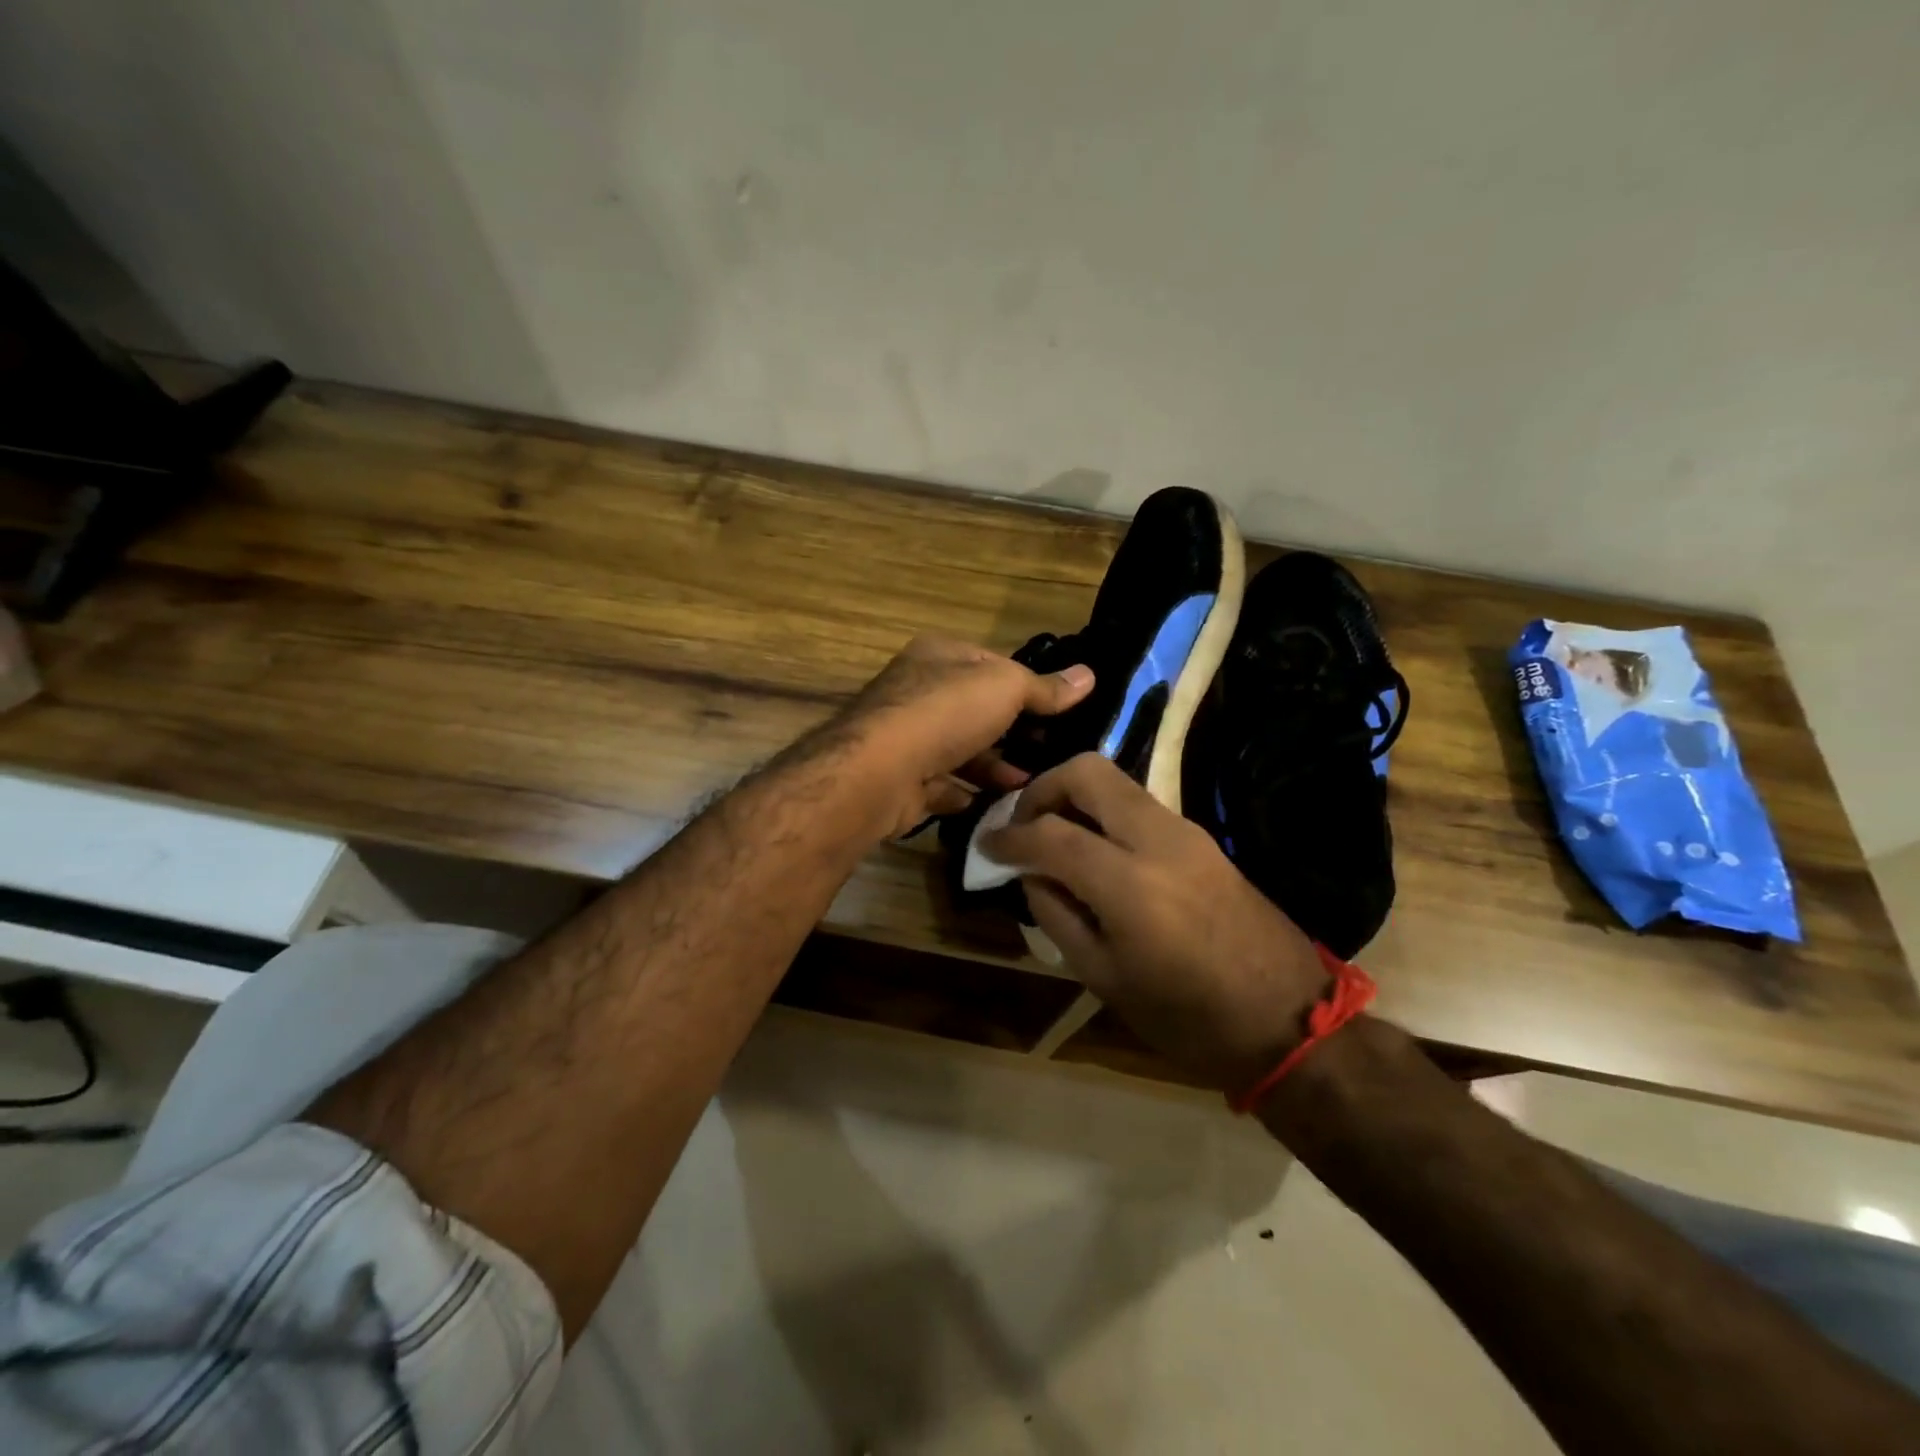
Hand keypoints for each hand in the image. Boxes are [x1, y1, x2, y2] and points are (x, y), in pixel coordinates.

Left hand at [837, 635, 1094, 837]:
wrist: (880, 771)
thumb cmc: (945, 712)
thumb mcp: (1005, 687)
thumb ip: (1044, 687)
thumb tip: (1089, 676)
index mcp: (938, 656)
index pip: (991, 664)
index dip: (1026, 685)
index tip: (1061, 712)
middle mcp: (918, 692)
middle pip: (977, 711)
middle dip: (1014, 733)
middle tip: (1054, 754)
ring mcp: (907, 738)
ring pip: (962, 751)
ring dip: (997, 768)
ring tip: (1033, 784)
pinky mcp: (903, 780)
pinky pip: (944, 786)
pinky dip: (969, 794)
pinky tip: (999, 806)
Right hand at [982, 753, 1329, 1092]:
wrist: (1290, 1019)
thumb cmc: (1188, 1017)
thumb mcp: (1105, 978)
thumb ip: (1057, 916)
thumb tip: (1031, 874)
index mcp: (1129, 884)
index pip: (1050, 834)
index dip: (1009, 836)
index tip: (987, 845)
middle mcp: (1158, 840)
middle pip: (1088, 771)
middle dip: (1044, 787)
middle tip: (1023, 824)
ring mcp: (1186, 832)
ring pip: (1116, 782)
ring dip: (1075, 798)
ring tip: (1053, 838)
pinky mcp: (1202, 838)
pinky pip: (1139, 806)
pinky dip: (1104, 814)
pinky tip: (1094, 851)